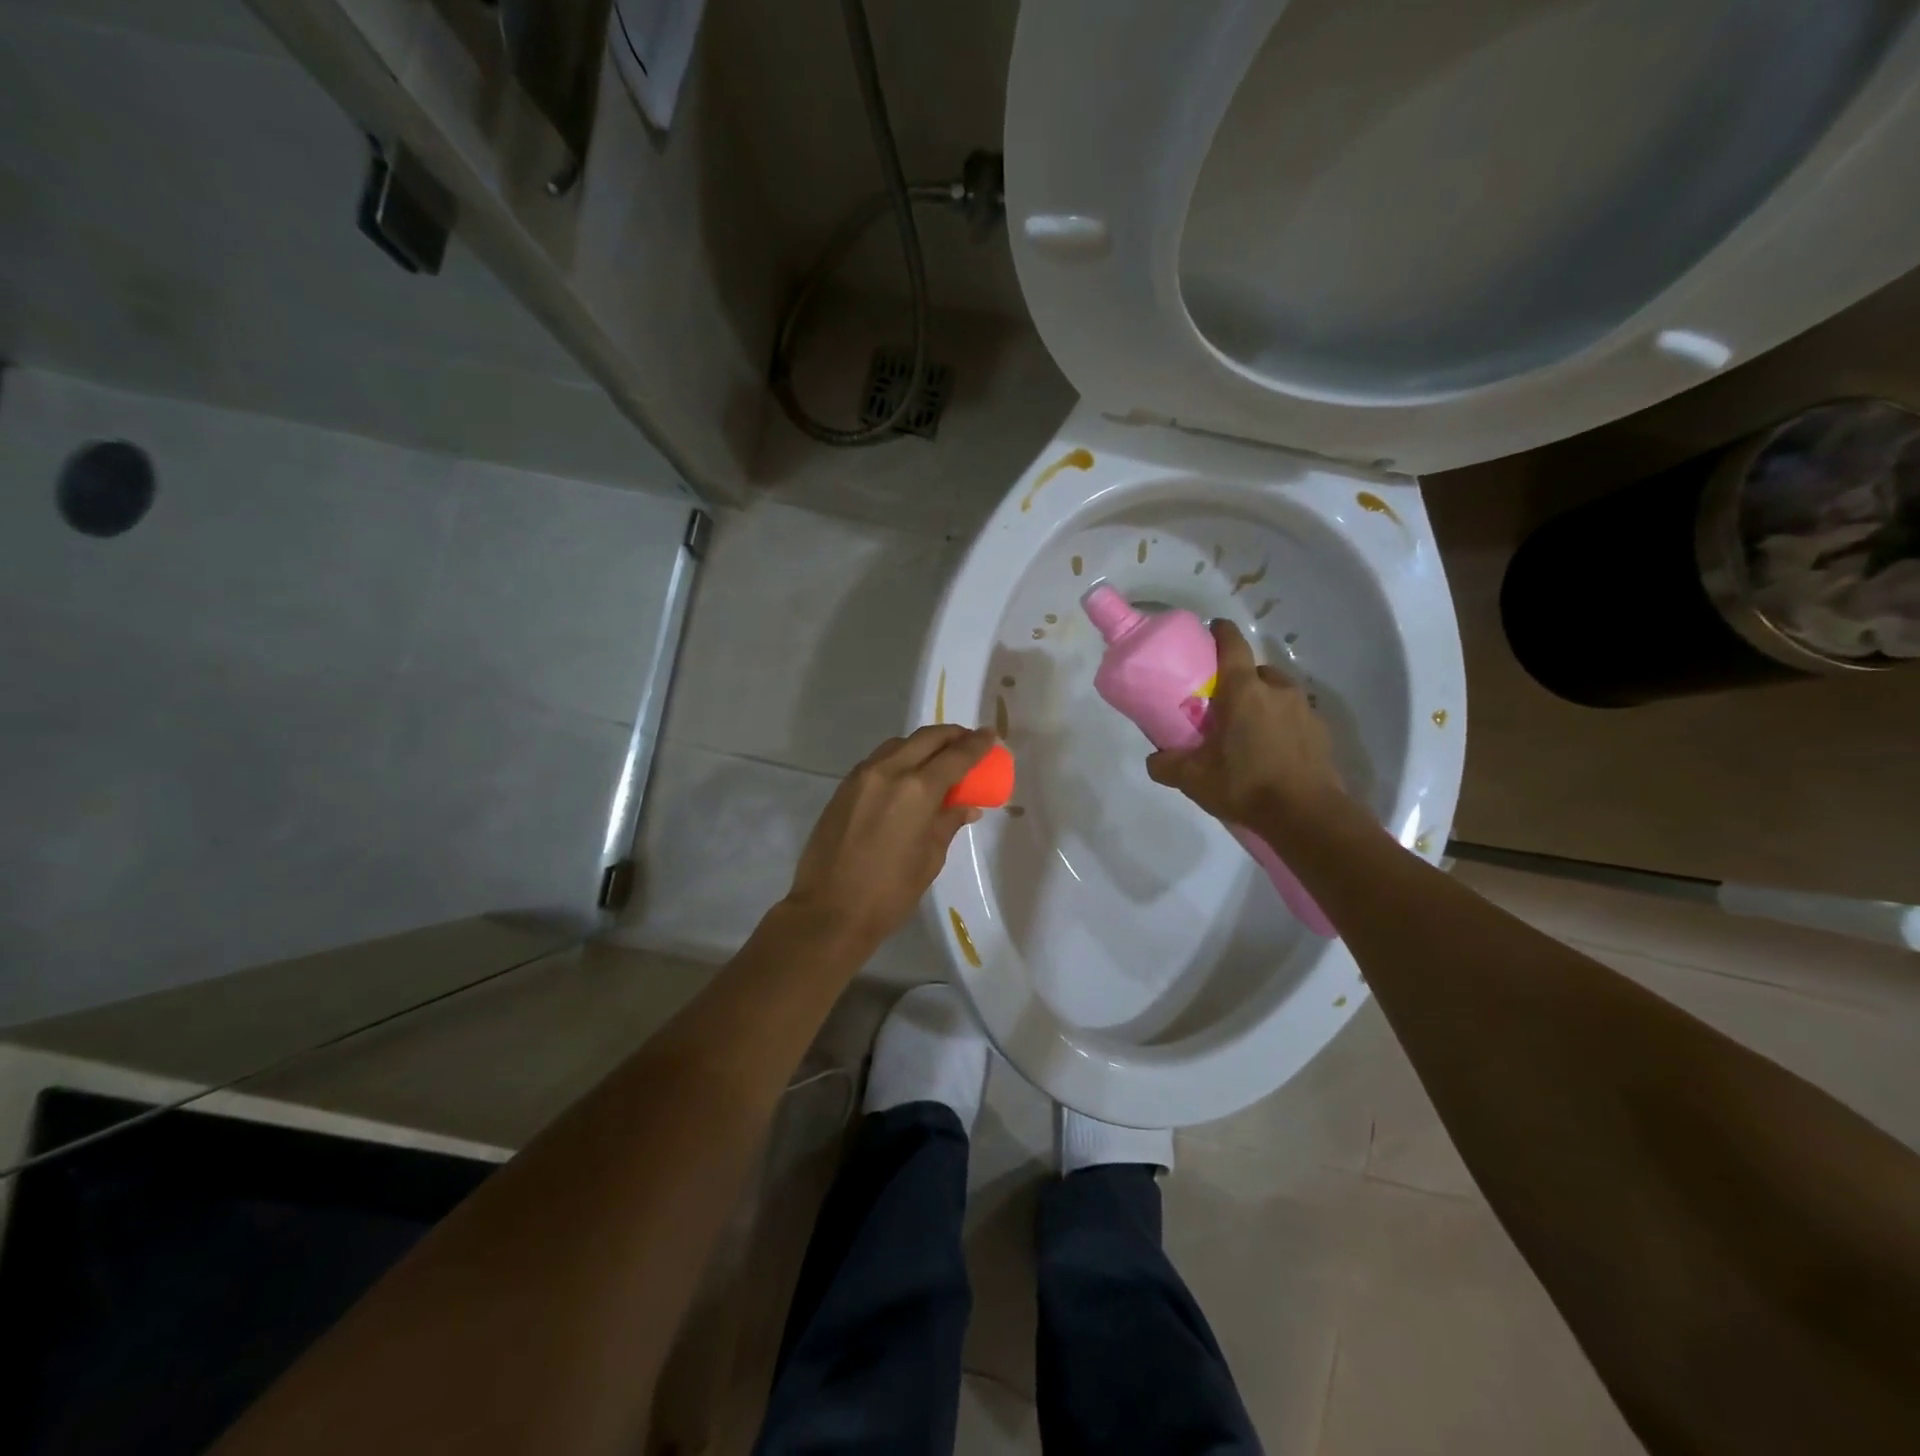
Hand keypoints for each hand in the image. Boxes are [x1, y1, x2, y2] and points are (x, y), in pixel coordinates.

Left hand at [785, 725, 996, 950]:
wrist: (828, 911)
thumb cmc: (889, 892)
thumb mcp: (929, 858)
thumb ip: (948, 823)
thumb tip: (966, 806)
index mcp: (917, 790)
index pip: (956, 756)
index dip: (977, 745)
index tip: (991, 735)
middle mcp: (889, 772)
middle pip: (926, 738)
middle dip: (951, 735)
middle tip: (968, 741)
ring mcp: (862, 777)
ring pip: (899, 744)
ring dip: (923, 744)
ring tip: (939, 757)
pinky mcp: (844, 787)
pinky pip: (879, 760)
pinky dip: (900, 758)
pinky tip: (908, 775)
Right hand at [1145, 619, 1347, 831]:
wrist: (1307, 815)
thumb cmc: (1245, 784)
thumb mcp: (1193, 779)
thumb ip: (1166, 764)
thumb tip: (1154, 758)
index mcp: (1243, 690)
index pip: (1232, 644)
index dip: (1221, 632)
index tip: (1211, 630)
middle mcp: (1276, 690)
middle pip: (1255, 671)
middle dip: (1239, 680)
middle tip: (1223, 703)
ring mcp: (1304, 709)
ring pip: (1278, 693)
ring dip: (1263, 702)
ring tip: (1248, 730)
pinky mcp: (1321, 732)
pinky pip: (1295, 718)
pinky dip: (1282, 725)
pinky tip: (1272, 751)